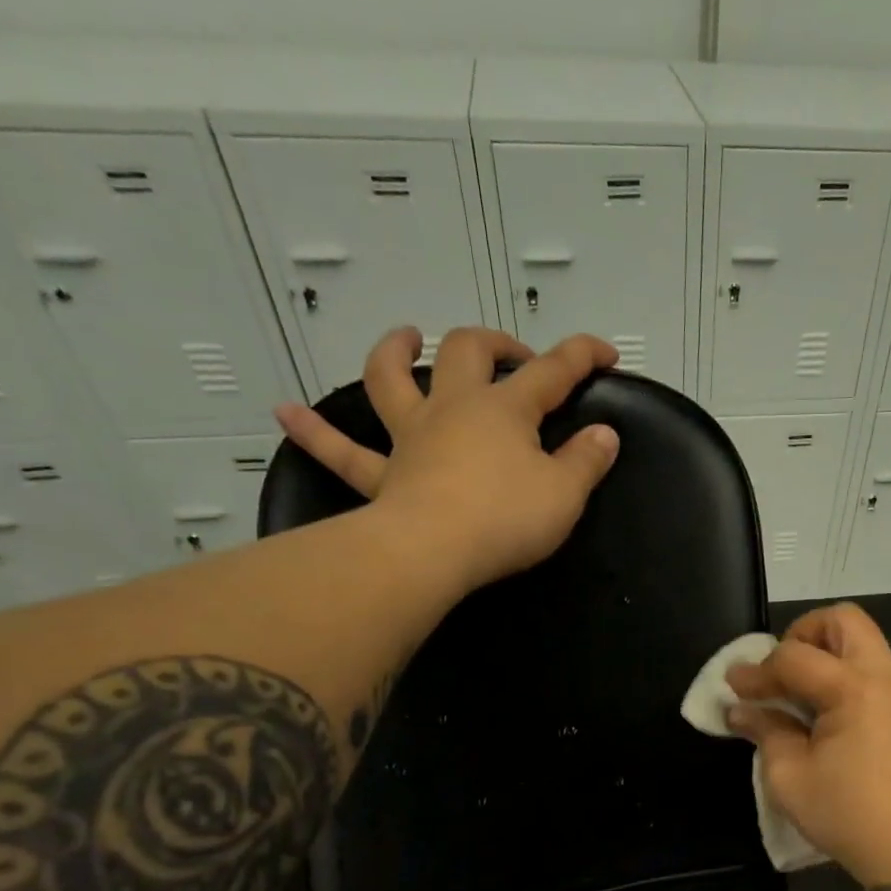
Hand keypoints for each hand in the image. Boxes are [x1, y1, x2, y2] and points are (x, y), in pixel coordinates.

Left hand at [274, 326, 620, 591]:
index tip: (605, 354)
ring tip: (403, 337)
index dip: (582, 356)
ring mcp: (412, 438)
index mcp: (504, 410)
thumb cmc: (506, 519)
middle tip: (510, 354)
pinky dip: (314, 432)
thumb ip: (587, 461)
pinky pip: (343, 452)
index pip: (551, 372)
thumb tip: (604, 434)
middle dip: (493, 343)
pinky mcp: (384, 476)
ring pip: (391, 380)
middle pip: (466, 353)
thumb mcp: (565, 494)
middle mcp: (453, 409)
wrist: (433, 553)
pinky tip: (285, 413)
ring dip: (394, 352)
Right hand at [725, 603, 890, 884]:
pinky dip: (846, 677)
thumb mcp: (790, 777)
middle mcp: (886, 677)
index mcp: (854, 688)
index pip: (794, 657)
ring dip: (827, 655)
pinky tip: (828, 716)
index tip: (733, 688)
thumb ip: (765, 732)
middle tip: (781, 671)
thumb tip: (740, 711)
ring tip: (800, 695)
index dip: (757, 671)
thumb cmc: (849, 815)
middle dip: (803, 634)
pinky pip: (876, 672)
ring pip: (864, 644)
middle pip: (844, 620)